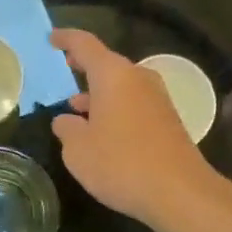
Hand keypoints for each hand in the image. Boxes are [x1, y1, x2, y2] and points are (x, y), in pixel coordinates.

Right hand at [49, 29, 228, 225]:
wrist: (180, 192)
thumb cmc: (121, 164)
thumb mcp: (78, 150)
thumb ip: (67, 129)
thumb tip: (66, 120)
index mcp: (113, 75)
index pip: (84, 44)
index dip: (66, 39)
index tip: (50, 39)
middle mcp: (138, 78)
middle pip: (106, 64)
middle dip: (83, 68)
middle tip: (63, 70)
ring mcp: (157, 98)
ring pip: (121, 85)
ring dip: (98, 93)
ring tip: (76, 108)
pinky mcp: (168, 120)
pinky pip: (134, 103)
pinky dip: (115, 108)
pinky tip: (102, 131)